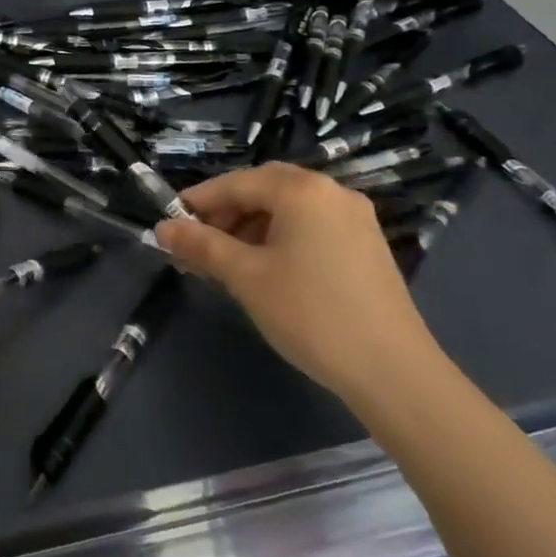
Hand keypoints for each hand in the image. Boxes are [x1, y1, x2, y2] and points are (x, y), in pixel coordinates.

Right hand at [154, 163, 441, 404]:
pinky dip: (279, 240)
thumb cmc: (309, 313)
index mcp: (302, 190)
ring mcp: (355, 219)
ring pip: (287, 211)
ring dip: (249, 229)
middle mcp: (331, 193)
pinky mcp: (367, 247)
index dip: (198, 202)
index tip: (170, 225)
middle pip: (263, 190)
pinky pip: (310, 228)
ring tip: (224, 265)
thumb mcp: (245, 277)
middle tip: (196, 245)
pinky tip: (263, 271)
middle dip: (224, 215)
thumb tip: (162, 229)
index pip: (236, 183)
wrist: (393, 373)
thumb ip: (201, 245)